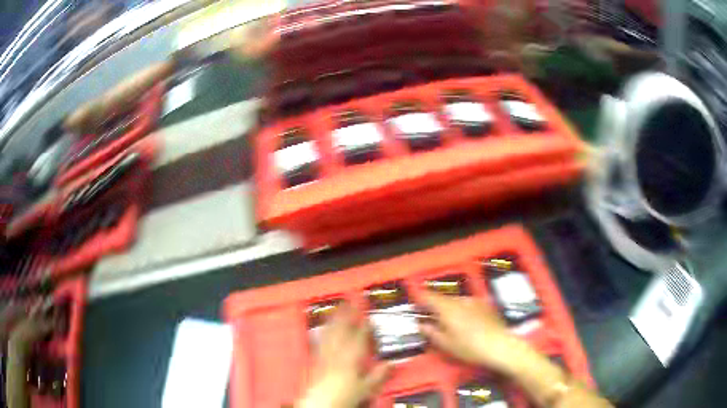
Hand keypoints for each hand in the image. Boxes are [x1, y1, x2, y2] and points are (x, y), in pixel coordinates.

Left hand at [297, 304, 388, 407]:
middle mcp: (336, 353)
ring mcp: (325, 355)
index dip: (365, 326)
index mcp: (350, 359)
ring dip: (334, 318)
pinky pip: (321, 340)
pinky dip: (324, 330)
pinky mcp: (317, 359)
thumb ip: (379, 374)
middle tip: (350, 300)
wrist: (321, 403)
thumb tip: (391, 363)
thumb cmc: (345, 395)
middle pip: (341, 329)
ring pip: (330, 332)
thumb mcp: (366, 388)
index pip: (359, 338)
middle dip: (346, 314)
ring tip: (337, 307)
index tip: (369, 315)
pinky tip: (325, 327)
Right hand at [419, 291, 531, 374]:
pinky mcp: (486, 304)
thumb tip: (422, 324)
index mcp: (447, 308)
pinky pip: (468, 303)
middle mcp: (460, 300)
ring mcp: (475, 300)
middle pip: (442, 298)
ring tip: (448, 322)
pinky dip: (462, 309)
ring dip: (449, 307)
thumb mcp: (446, 344)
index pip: (428, 296)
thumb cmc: (469, 347)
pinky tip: (466, 322)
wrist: (499, 345)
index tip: (414, 303)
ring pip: (456, 300)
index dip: (419, 297)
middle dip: (435, 305)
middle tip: (430, 316)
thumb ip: (431, 332)